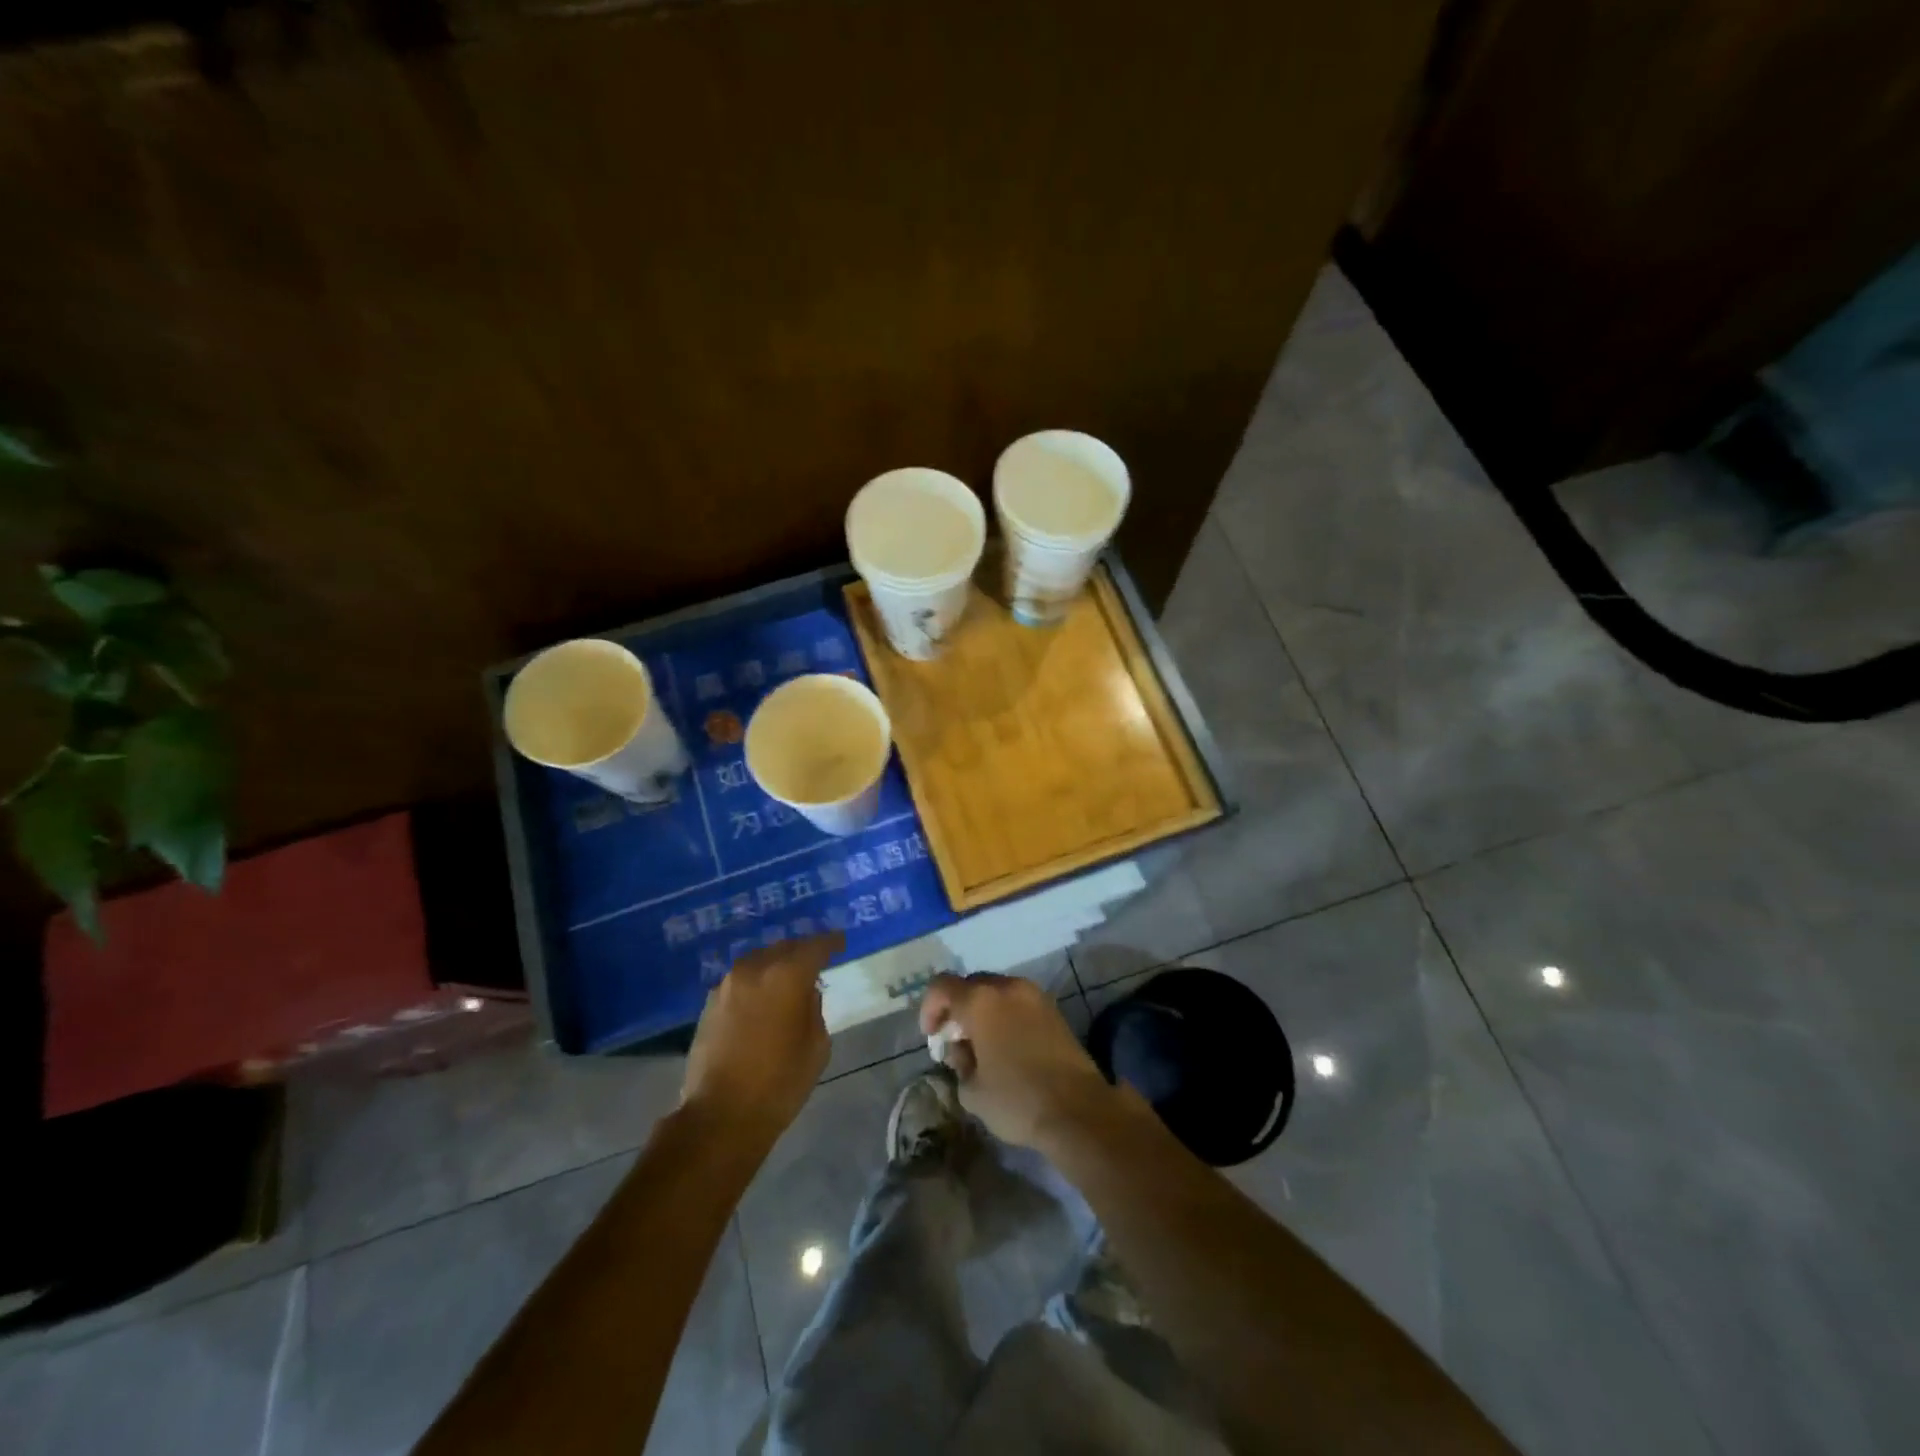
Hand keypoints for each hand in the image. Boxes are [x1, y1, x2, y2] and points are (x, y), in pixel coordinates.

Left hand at [681, 932, 842, 1146]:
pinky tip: (763, 998)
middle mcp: (755, 969)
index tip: (841, 943)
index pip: (815, 946)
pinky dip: (756, 981)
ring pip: (759, 960)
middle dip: (802, 951)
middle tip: (816, 961)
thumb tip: (805, 993)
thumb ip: (814, 1008)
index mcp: (787, 975)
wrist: (721, 1115)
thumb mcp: (817, 1046)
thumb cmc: (780, 1082)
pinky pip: (741, 980)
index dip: (831, 942)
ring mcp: (728, 984)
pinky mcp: (710, 1003)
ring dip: (776, 964)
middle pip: (784, 947)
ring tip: (788, 979)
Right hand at [918, 972, 1117, 1150]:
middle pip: (971, 984)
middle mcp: (1007, 987)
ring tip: (982, 1043)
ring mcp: (1034, 995)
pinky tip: (1007, 1044)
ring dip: (983, 1009)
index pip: (941, 986)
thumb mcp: (972, 1090)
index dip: (930, 1008)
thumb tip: (963, 1049)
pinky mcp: (1053, 1008)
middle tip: (955, 1039)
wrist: (1078, 1109)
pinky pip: (1018, 1001)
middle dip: (957, 1007)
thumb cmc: (1017, 1099)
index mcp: (980, 1001)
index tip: (932, 1036)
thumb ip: (959, 1061)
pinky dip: (1005, 1014)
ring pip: (997, 990)